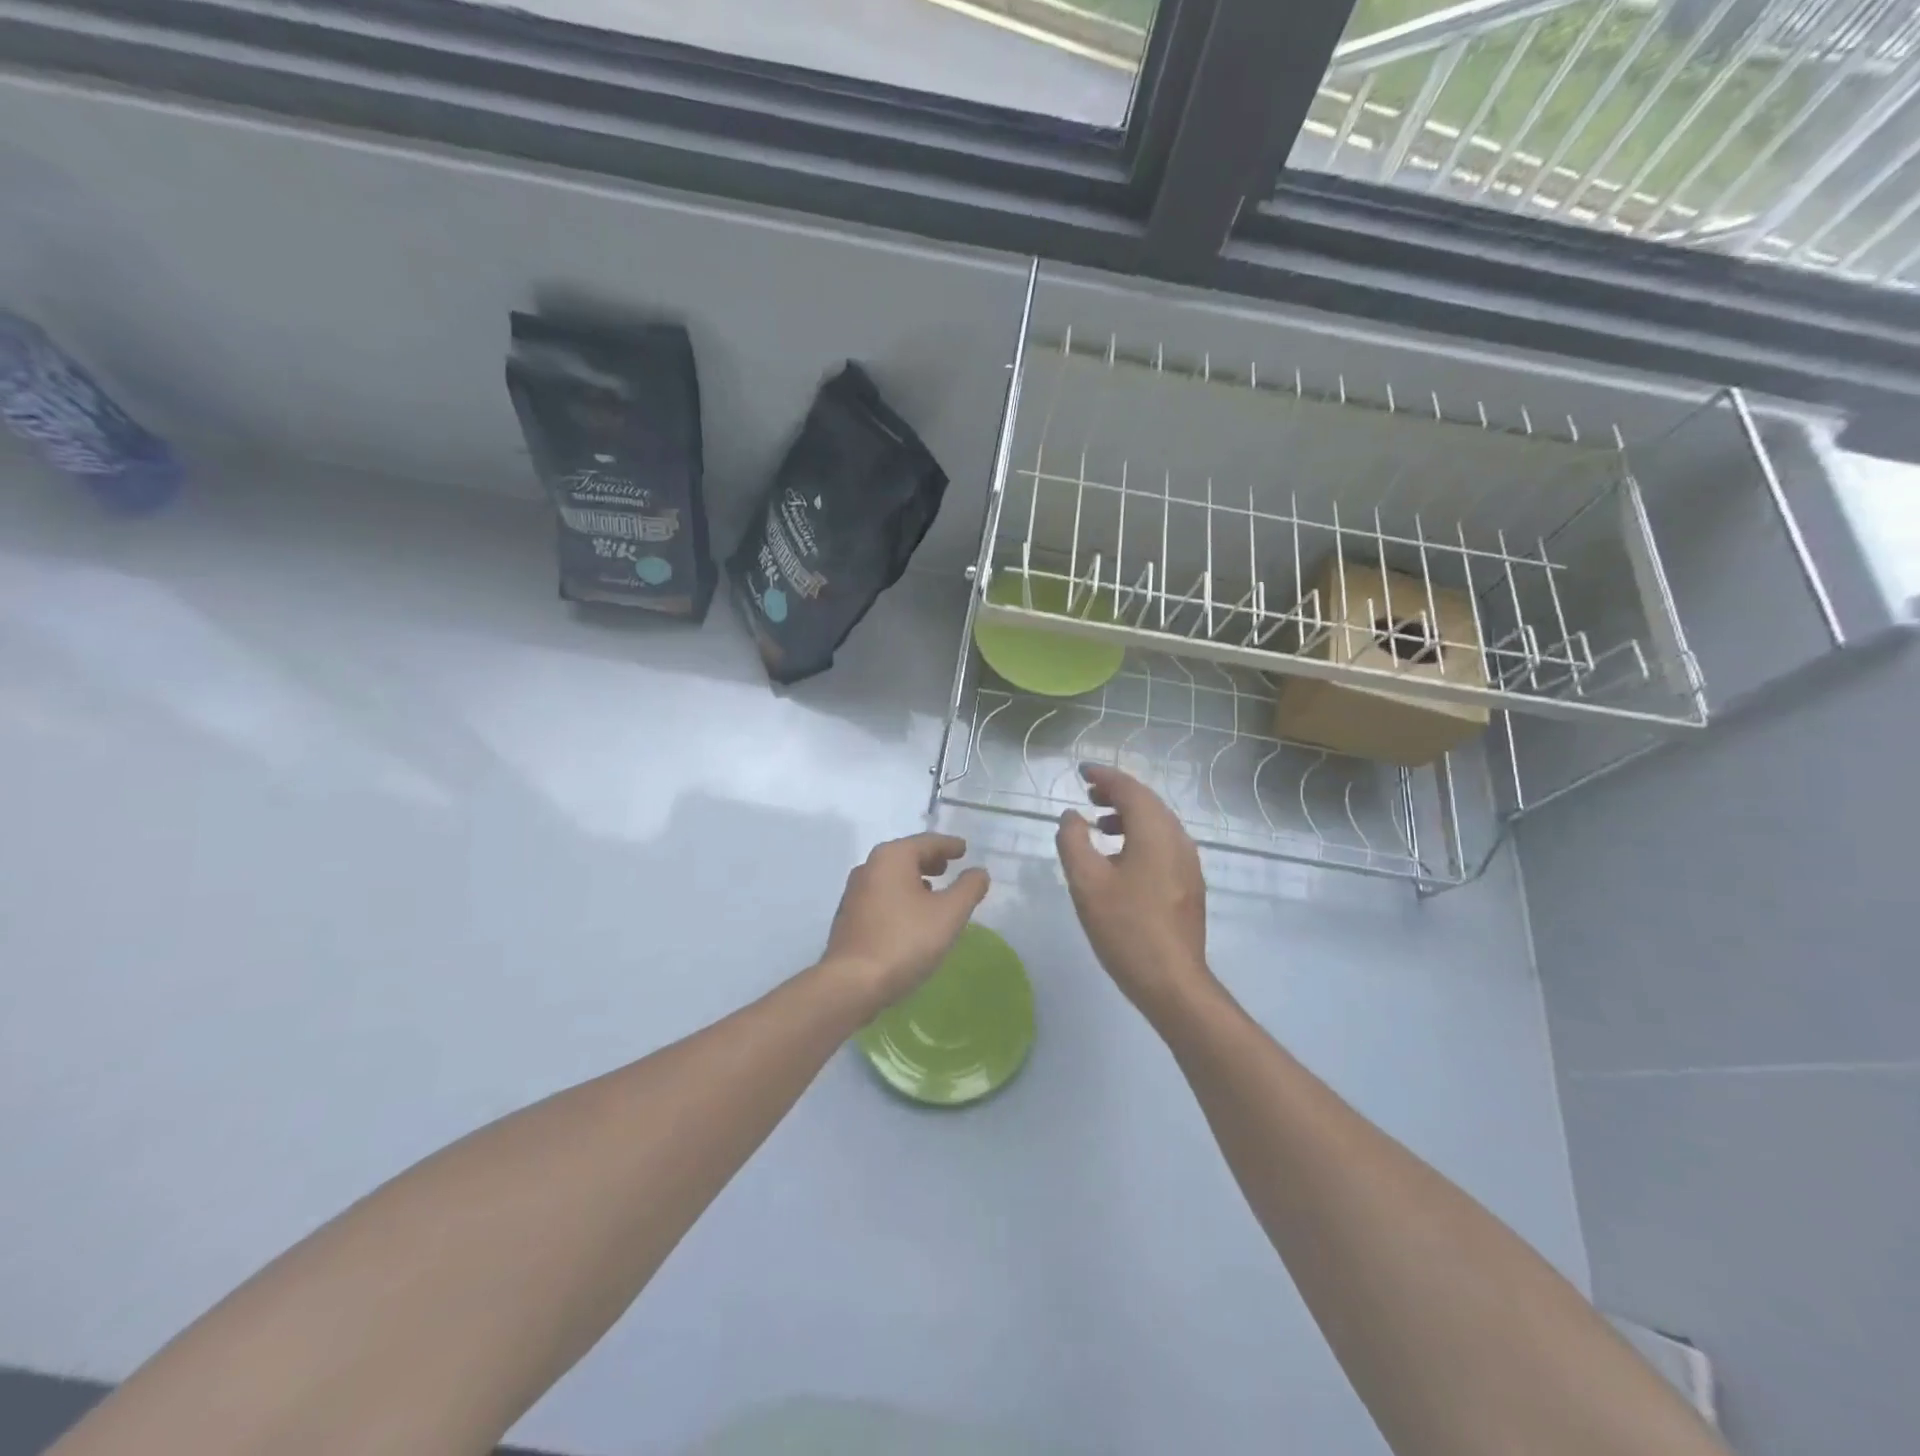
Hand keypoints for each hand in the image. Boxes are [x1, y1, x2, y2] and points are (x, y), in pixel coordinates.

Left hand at [822, 832, 990, 1016]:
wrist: (852, 983)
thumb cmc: (905, 941)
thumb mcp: (949, 914)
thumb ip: (968, 889)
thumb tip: (979, 872)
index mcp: (892, 857)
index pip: (926, 842)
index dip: (948, 845)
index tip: (963, 849)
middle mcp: (869, 867)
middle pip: (906, 855)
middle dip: (929, 859)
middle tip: (948, 866)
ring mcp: (854, 892)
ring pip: (891, 876)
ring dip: (914, 878)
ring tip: (933, 891)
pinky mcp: (849, 917)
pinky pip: (881, 895)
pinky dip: (900, 896)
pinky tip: (910, 915)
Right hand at [1056, 764, 1214, 1022]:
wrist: (1172, 982)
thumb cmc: (1125, 928)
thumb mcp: (1086, 882)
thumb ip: (1073, 841)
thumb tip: (1072, 816)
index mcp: (1155, 832)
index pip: (1130, 789)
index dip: (1104, 776)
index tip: (1081, 771)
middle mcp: (1178, 839)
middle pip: (1148, 803)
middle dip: (1117, 794)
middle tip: (1088, 794)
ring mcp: (1188, 863)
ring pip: (1157, 824)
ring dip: (1128, 816)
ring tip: (1099, 825)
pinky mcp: (1189, 884)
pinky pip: (1163, 844)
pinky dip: (1140, 837)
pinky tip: (1120, 858)